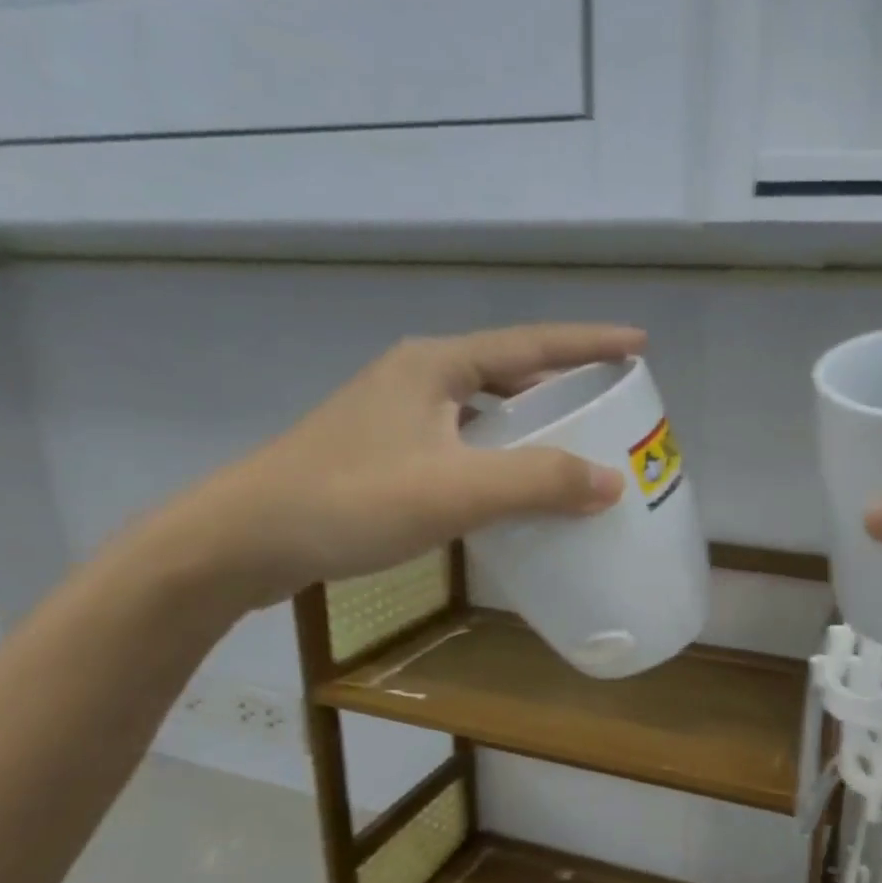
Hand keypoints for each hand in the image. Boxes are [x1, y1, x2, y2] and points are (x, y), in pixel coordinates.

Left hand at [160, 324, 642, 606]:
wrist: (243, 540)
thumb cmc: (352, 501)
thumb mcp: (457, 490)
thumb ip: (539, 483)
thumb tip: (613, 482)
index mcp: (436, 365)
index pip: (531, 344)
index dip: (589, 342)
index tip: (639, 344)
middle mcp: (416, 377)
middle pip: (507, 371)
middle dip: (561, 383)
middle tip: (608, 402)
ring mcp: (394, 415)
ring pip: (481, 408)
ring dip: (527, 421)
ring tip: (570, 442)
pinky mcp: (381, 453)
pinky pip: (461, 440)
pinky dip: (497, 454)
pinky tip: (508, 485)